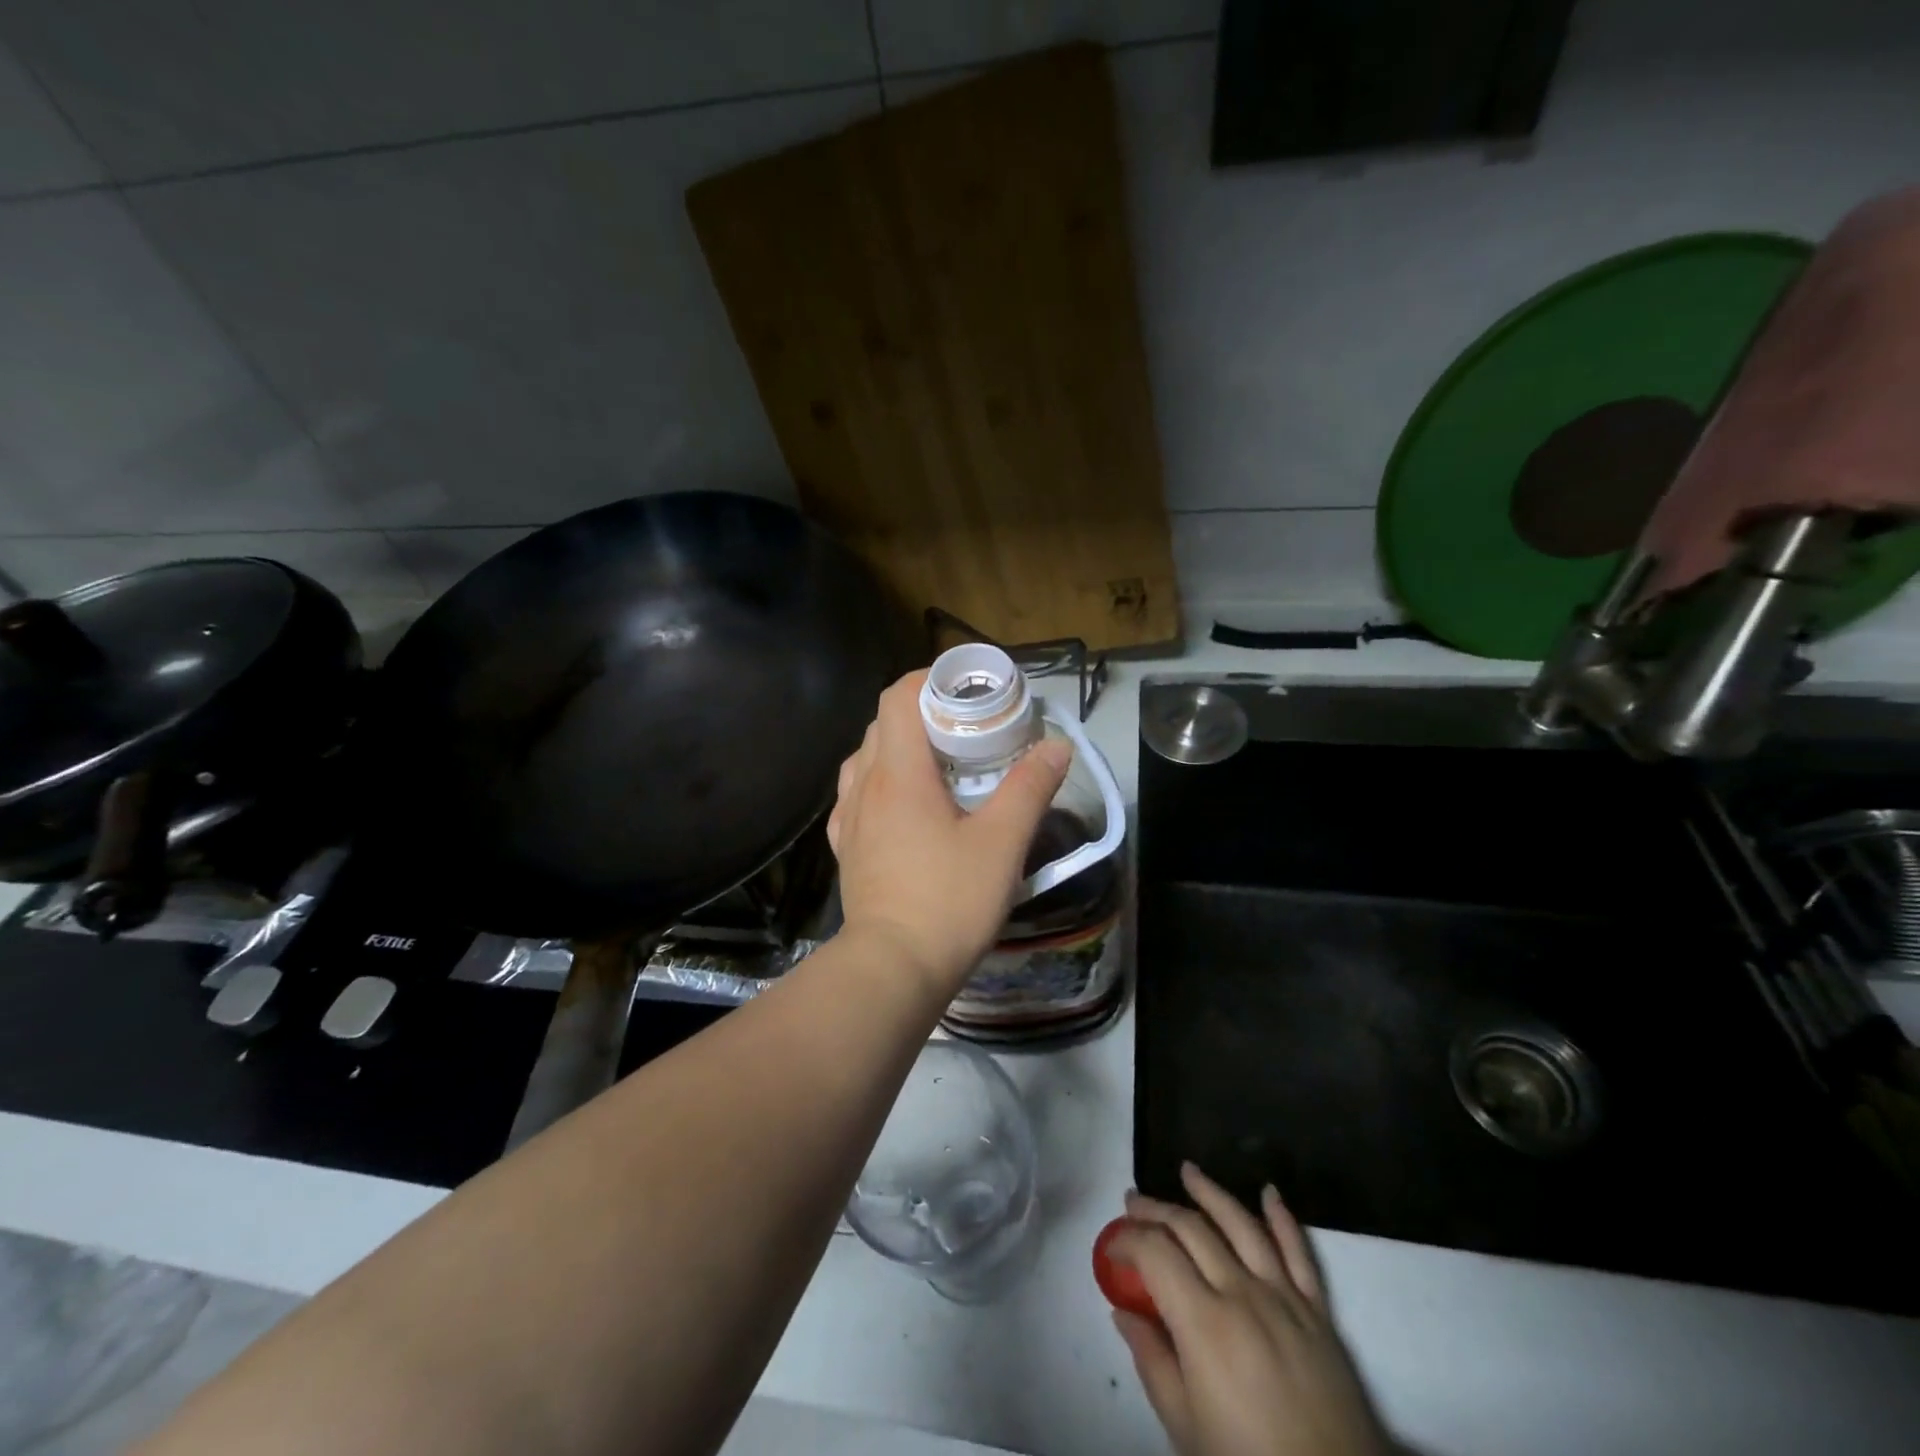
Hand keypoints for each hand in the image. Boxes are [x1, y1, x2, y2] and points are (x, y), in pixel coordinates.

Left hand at [827, 670, 1070, 994]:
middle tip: (966, 727)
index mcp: (899, 772)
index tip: (967, 688)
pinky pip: (857, 795)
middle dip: (923, 712)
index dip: (929, 679)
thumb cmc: (949, 900)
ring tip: (938, 763)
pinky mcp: (847, 847)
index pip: (898, 697)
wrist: (893, 969)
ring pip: (866, 758)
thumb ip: (1030, 788)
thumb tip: (1056, 746)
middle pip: (883, 724)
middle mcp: (865, 784)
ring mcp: (850, 817)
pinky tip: (904, 804)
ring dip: (899, 747)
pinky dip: (881, 782)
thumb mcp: (1002, 842)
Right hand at [1111, 1163, 1391, 1455]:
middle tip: (1132, 1202)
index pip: (1155, 1252)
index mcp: (1203, 1323)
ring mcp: (1284, 1297)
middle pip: (1191, 1228)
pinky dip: (1282, 1218)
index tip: (1112, 1244)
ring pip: (1240, 1225)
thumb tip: (1122, 1311)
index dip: (1127, 1238)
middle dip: (1155, 1209)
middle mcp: (1241, 1293)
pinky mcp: (1318, 1311)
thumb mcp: (1185, 1428)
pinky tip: (1269, 1192)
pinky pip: (1299, 1252)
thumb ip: (1152, 1361)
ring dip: (1210, 1193)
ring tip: (1187, 1171)